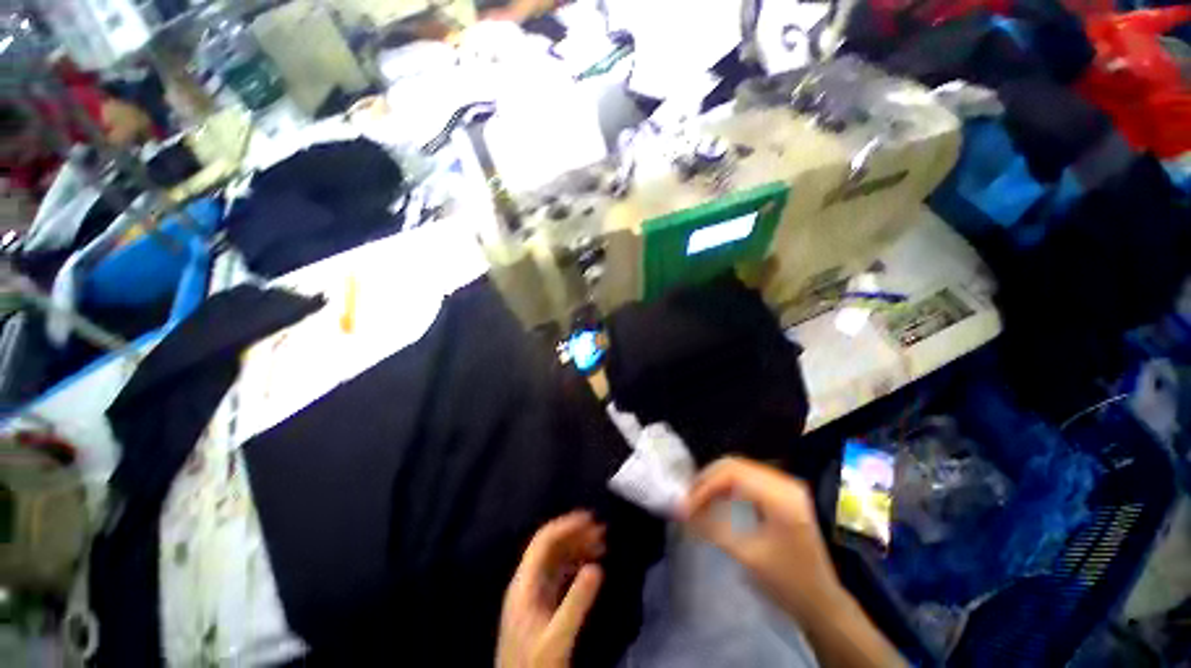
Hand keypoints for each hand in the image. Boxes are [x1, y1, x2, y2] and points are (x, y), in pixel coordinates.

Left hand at [498, 512, 604, 667]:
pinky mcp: (542, 605)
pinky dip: (576, 565)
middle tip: (602, 531)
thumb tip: (598, 566)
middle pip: (550, 547)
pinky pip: (560, 574)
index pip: (543, 541)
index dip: (565, 525)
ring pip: (556, 559)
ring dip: (577, 548)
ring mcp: (534, 594)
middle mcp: (527, 582)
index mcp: (524, 583)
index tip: (590, 518)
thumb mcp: (558, 636)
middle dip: (576, 534)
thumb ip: (577, 602)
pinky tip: (591, 566)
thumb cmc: (535, 665)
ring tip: (602, 544)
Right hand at [680, 457, 844, 622]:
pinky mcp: (782, 493)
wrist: (822, 602)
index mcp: (781, 496)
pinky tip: (718, 500)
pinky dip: (728, 487)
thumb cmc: (788, 583)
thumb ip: (713, 528)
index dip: (705, 484)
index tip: (686, 504)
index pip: (733, 473)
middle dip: (708, 480)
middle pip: (735, 465)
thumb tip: (683, 512)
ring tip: (699, 499)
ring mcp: (785, 486)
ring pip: (740, 469)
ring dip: (716, 482)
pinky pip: (748, 479)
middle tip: (689, 499)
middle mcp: (784, 483)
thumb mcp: (748, 556)